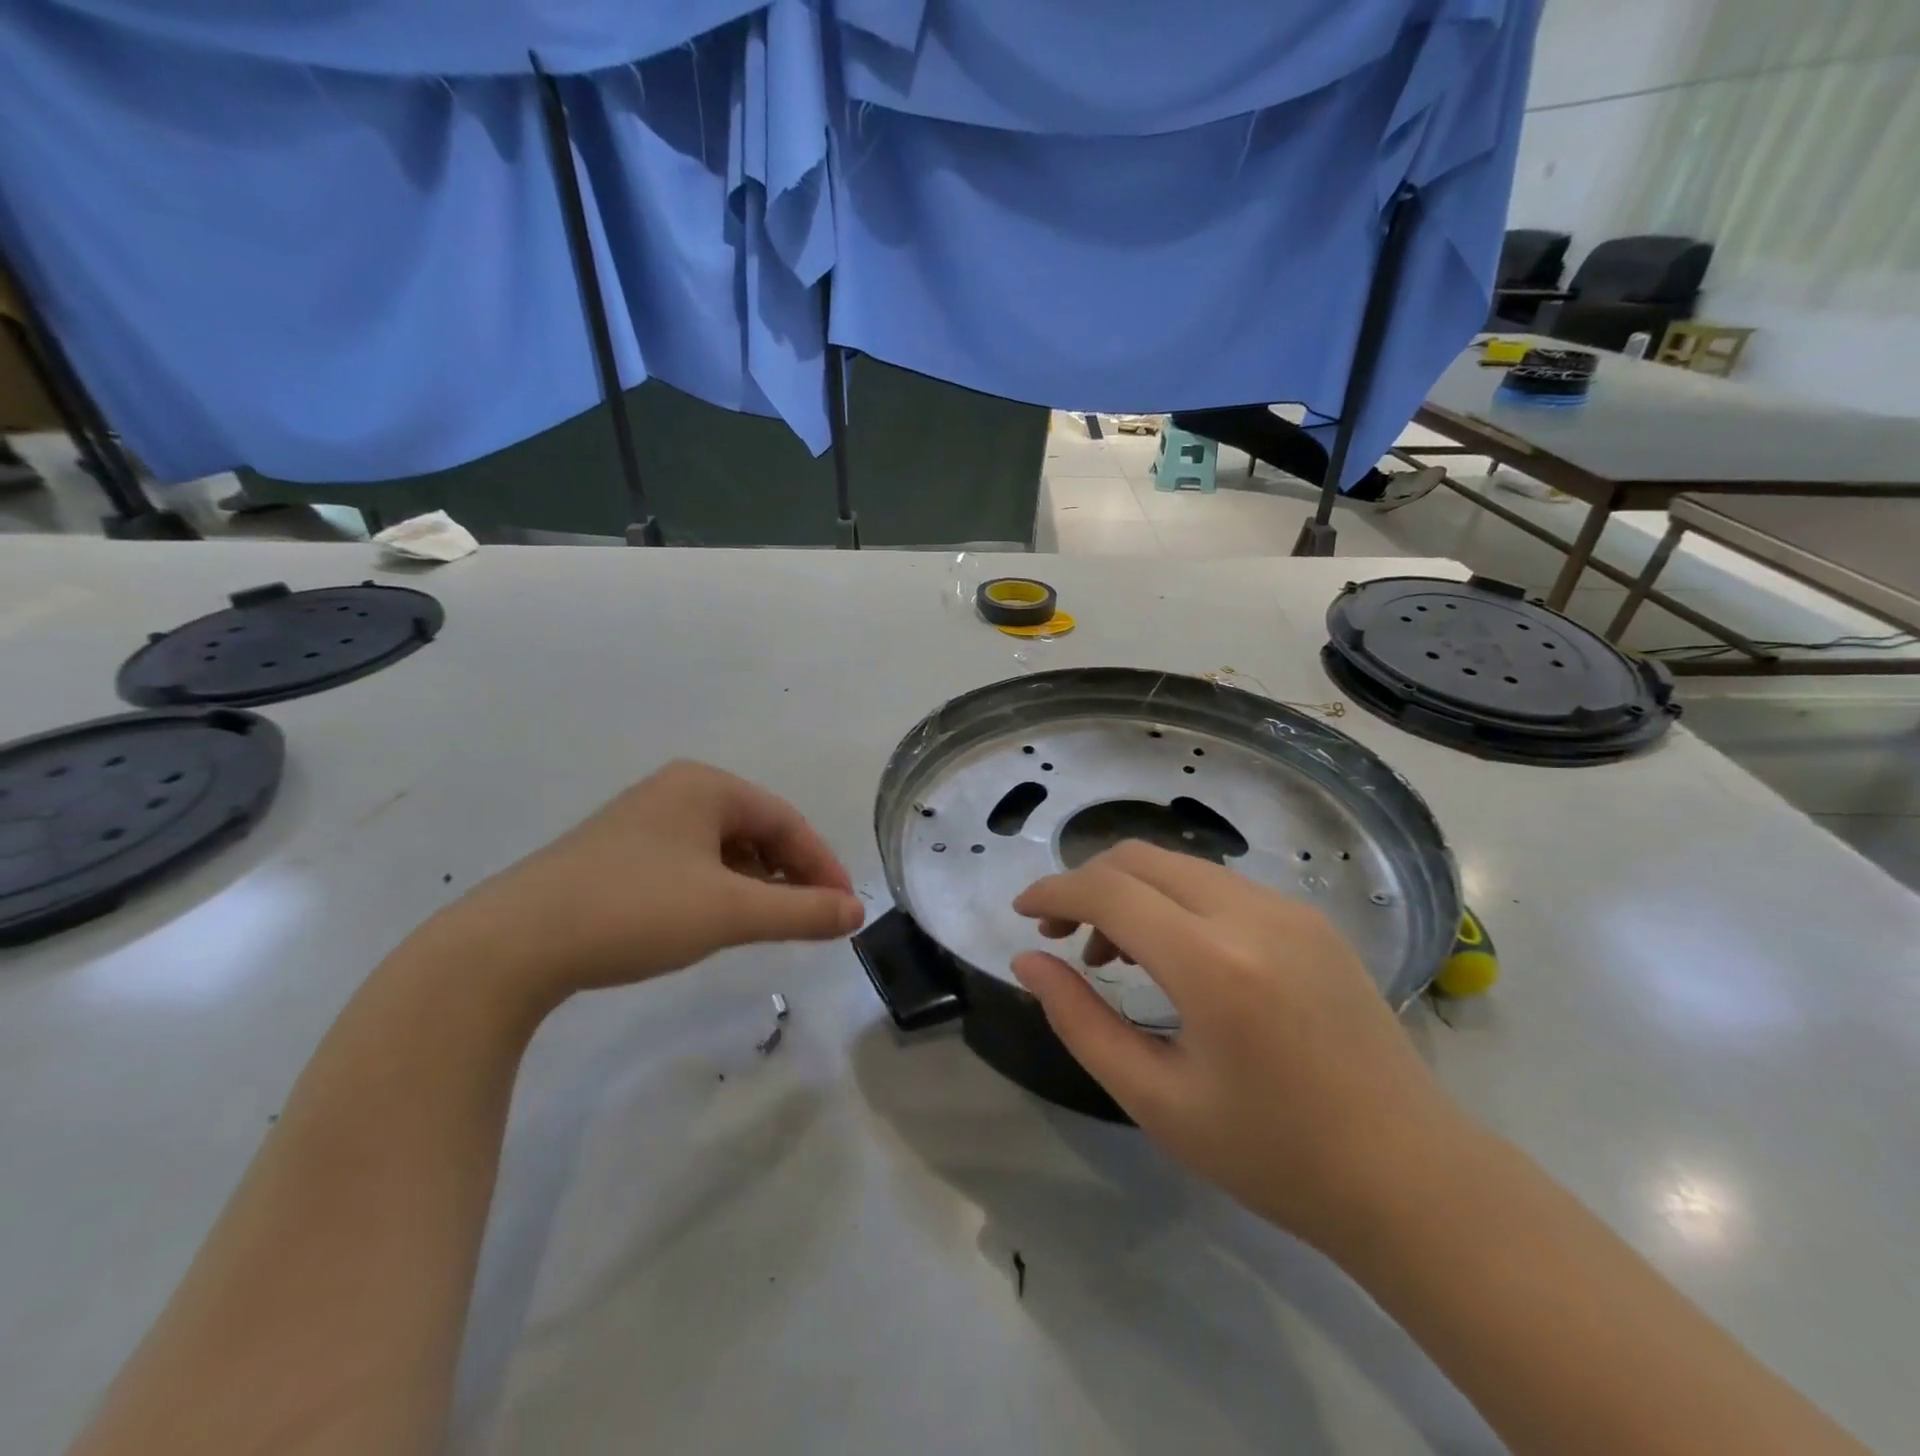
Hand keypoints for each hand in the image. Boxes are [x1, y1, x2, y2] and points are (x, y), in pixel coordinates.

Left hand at [422, 761, 864, 1004]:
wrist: (511, 945)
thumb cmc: (635, 911)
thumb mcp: (732, 912)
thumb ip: (802, 911)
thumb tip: (857, 912)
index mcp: (706, 786)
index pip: (786, 821)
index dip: (822, 865)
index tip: (844, 910)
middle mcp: (676, 791)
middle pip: (756, 830)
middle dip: (789, 874)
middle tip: (810, 918)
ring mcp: (642, 820)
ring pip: (723, 848)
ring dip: (755, 883)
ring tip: (767, 923)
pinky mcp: (617, 853)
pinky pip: (690, 862)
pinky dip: (717, 889)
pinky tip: (713, 919)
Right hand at [1011, 841, 1460, 1248]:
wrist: (1410, 1176)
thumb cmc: (1272, 1155)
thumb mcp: (1156, 1100)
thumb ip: (1080, 1021)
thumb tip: (1029, 963)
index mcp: (1212, 964)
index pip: (1108, 890)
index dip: (1053, 891)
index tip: (1021, 912)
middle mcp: (1252, 914)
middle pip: (1140, 858)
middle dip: (1086, 884)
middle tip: (1061, 937)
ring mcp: (1289, 909)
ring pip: (1179, 865)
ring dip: (1130, 891)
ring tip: (1113, 953)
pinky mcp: (1310, 918)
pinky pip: (1219, 884)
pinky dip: (1174, 900)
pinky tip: (1174, 954)